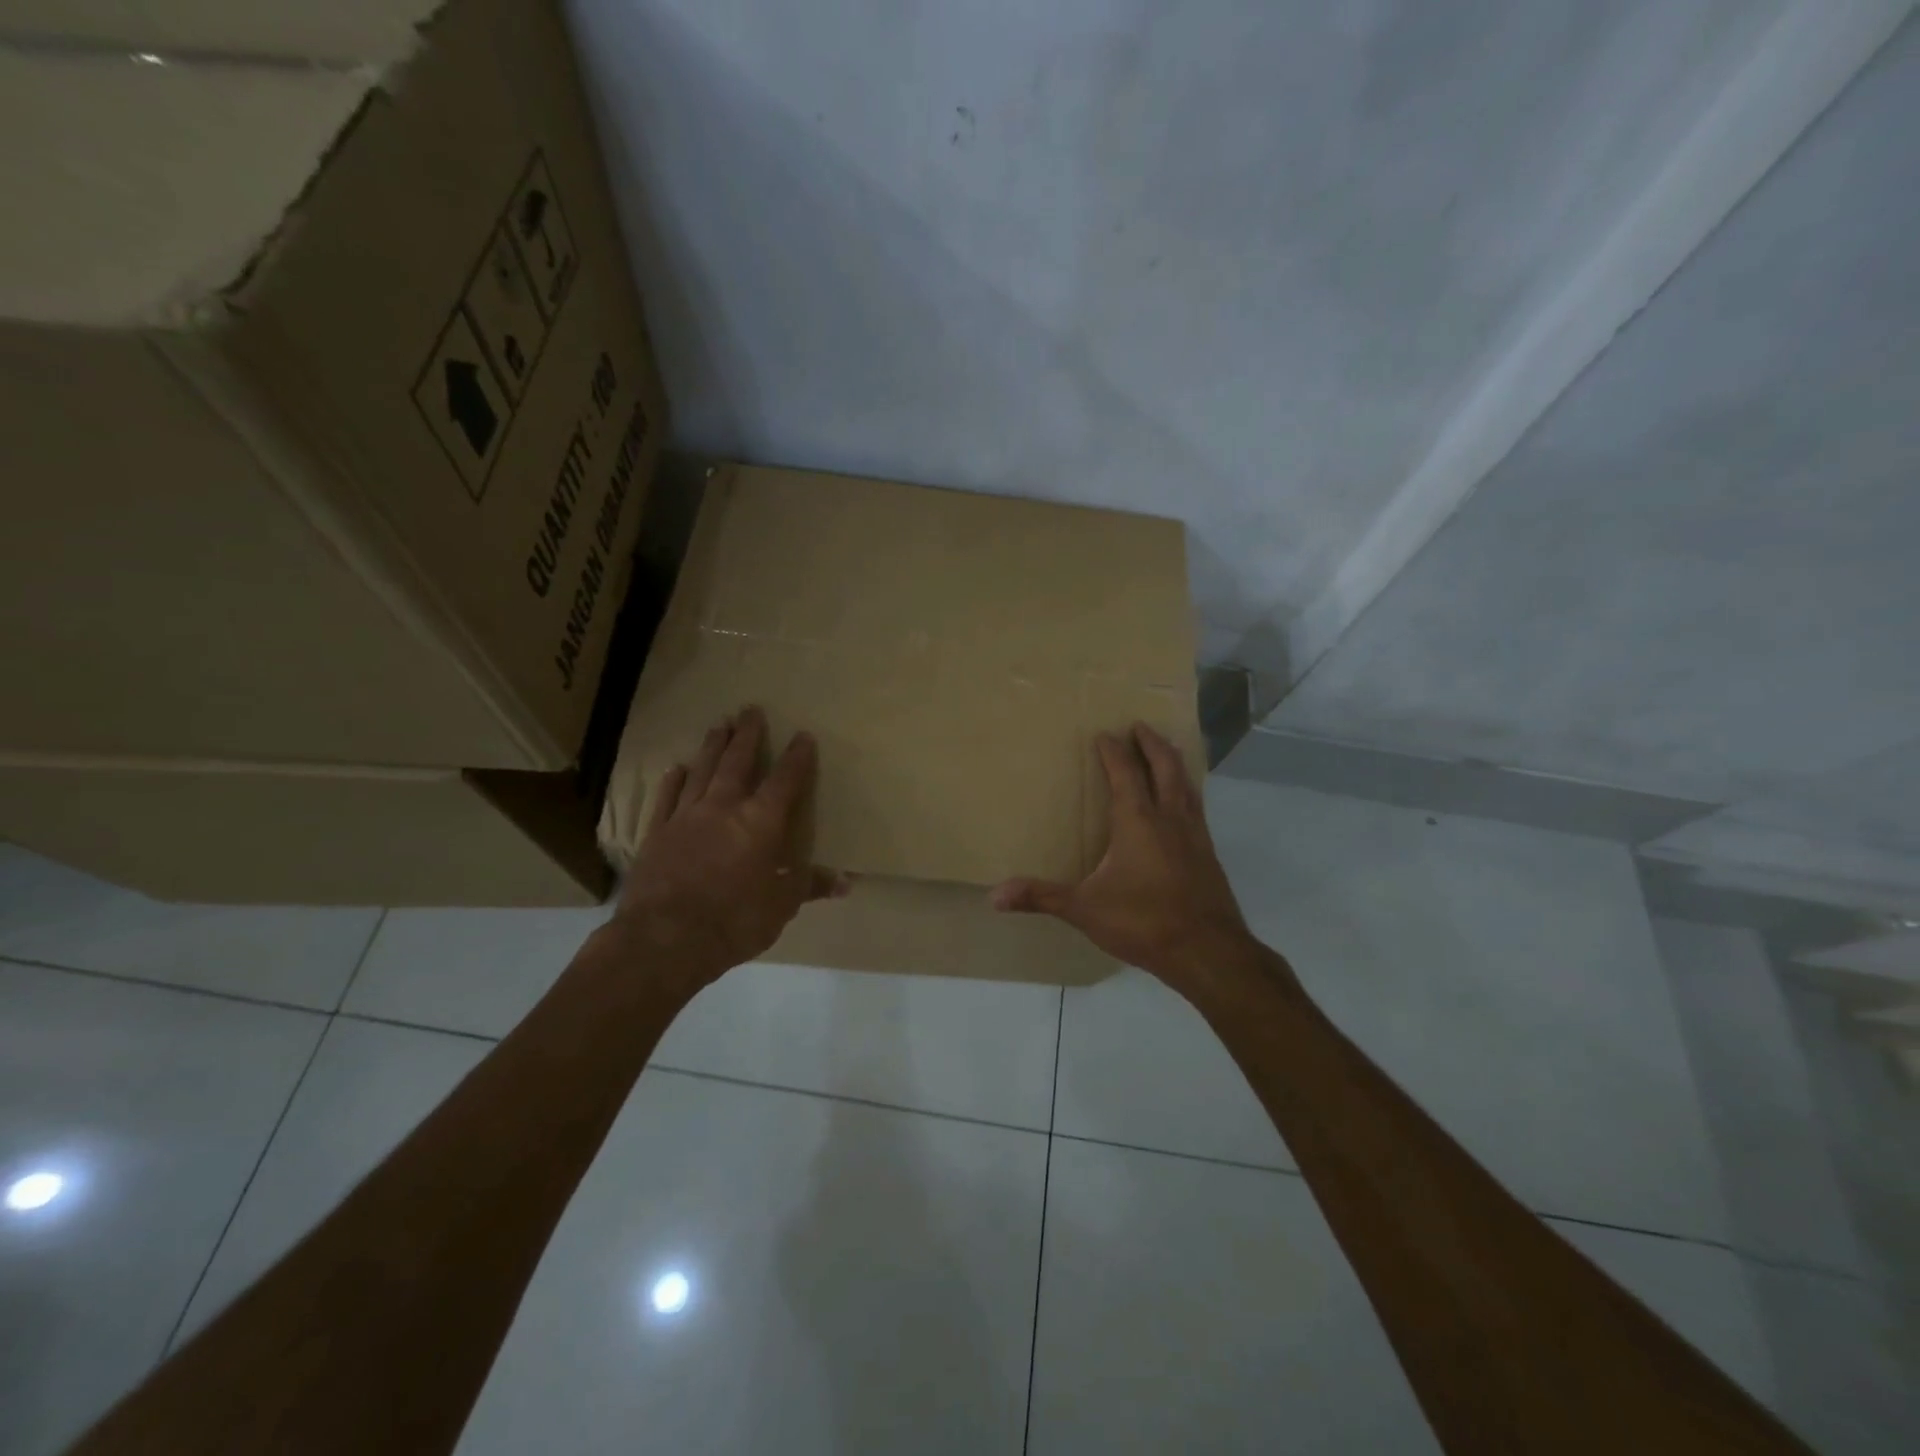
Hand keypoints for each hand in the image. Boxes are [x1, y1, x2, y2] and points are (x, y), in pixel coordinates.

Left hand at [612, 707, 846, 990]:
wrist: (665, 939)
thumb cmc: (735, 920)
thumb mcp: (781, 906)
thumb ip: (809, 885)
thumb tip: (845, 880)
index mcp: (760, 822)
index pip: (785, 781)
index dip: (796, 758)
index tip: (803, 736)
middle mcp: (724, 808)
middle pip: (738, 762)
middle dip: (747, 735)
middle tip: (750, 709)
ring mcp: (686, 817)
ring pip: (703, 771)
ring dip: (713, 747)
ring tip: (719, 725)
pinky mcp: (657, 833)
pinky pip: (667, 798)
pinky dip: (674, 781)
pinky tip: (677, 768)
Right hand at [991, 724, 1258, 988]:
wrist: (1208, 952)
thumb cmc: (1143, 922)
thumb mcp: (1085, 910)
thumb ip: (1042, 897)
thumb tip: (994, 896)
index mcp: (1138, 821)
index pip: (1125, 773)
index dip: (1113, 751)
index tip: (1104, 733)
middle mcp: (1169, 818)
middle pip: (1165, 767)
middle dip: (1151, 743)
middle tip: (1140, 725)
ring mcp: (1195, 835)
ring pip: (1187, 785)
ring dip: (1174, 762)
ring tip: (1167, 751)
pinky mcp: (1209, 855)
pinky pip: (1197, 808)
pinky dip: (1187, 791)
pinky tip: (1183, 805)